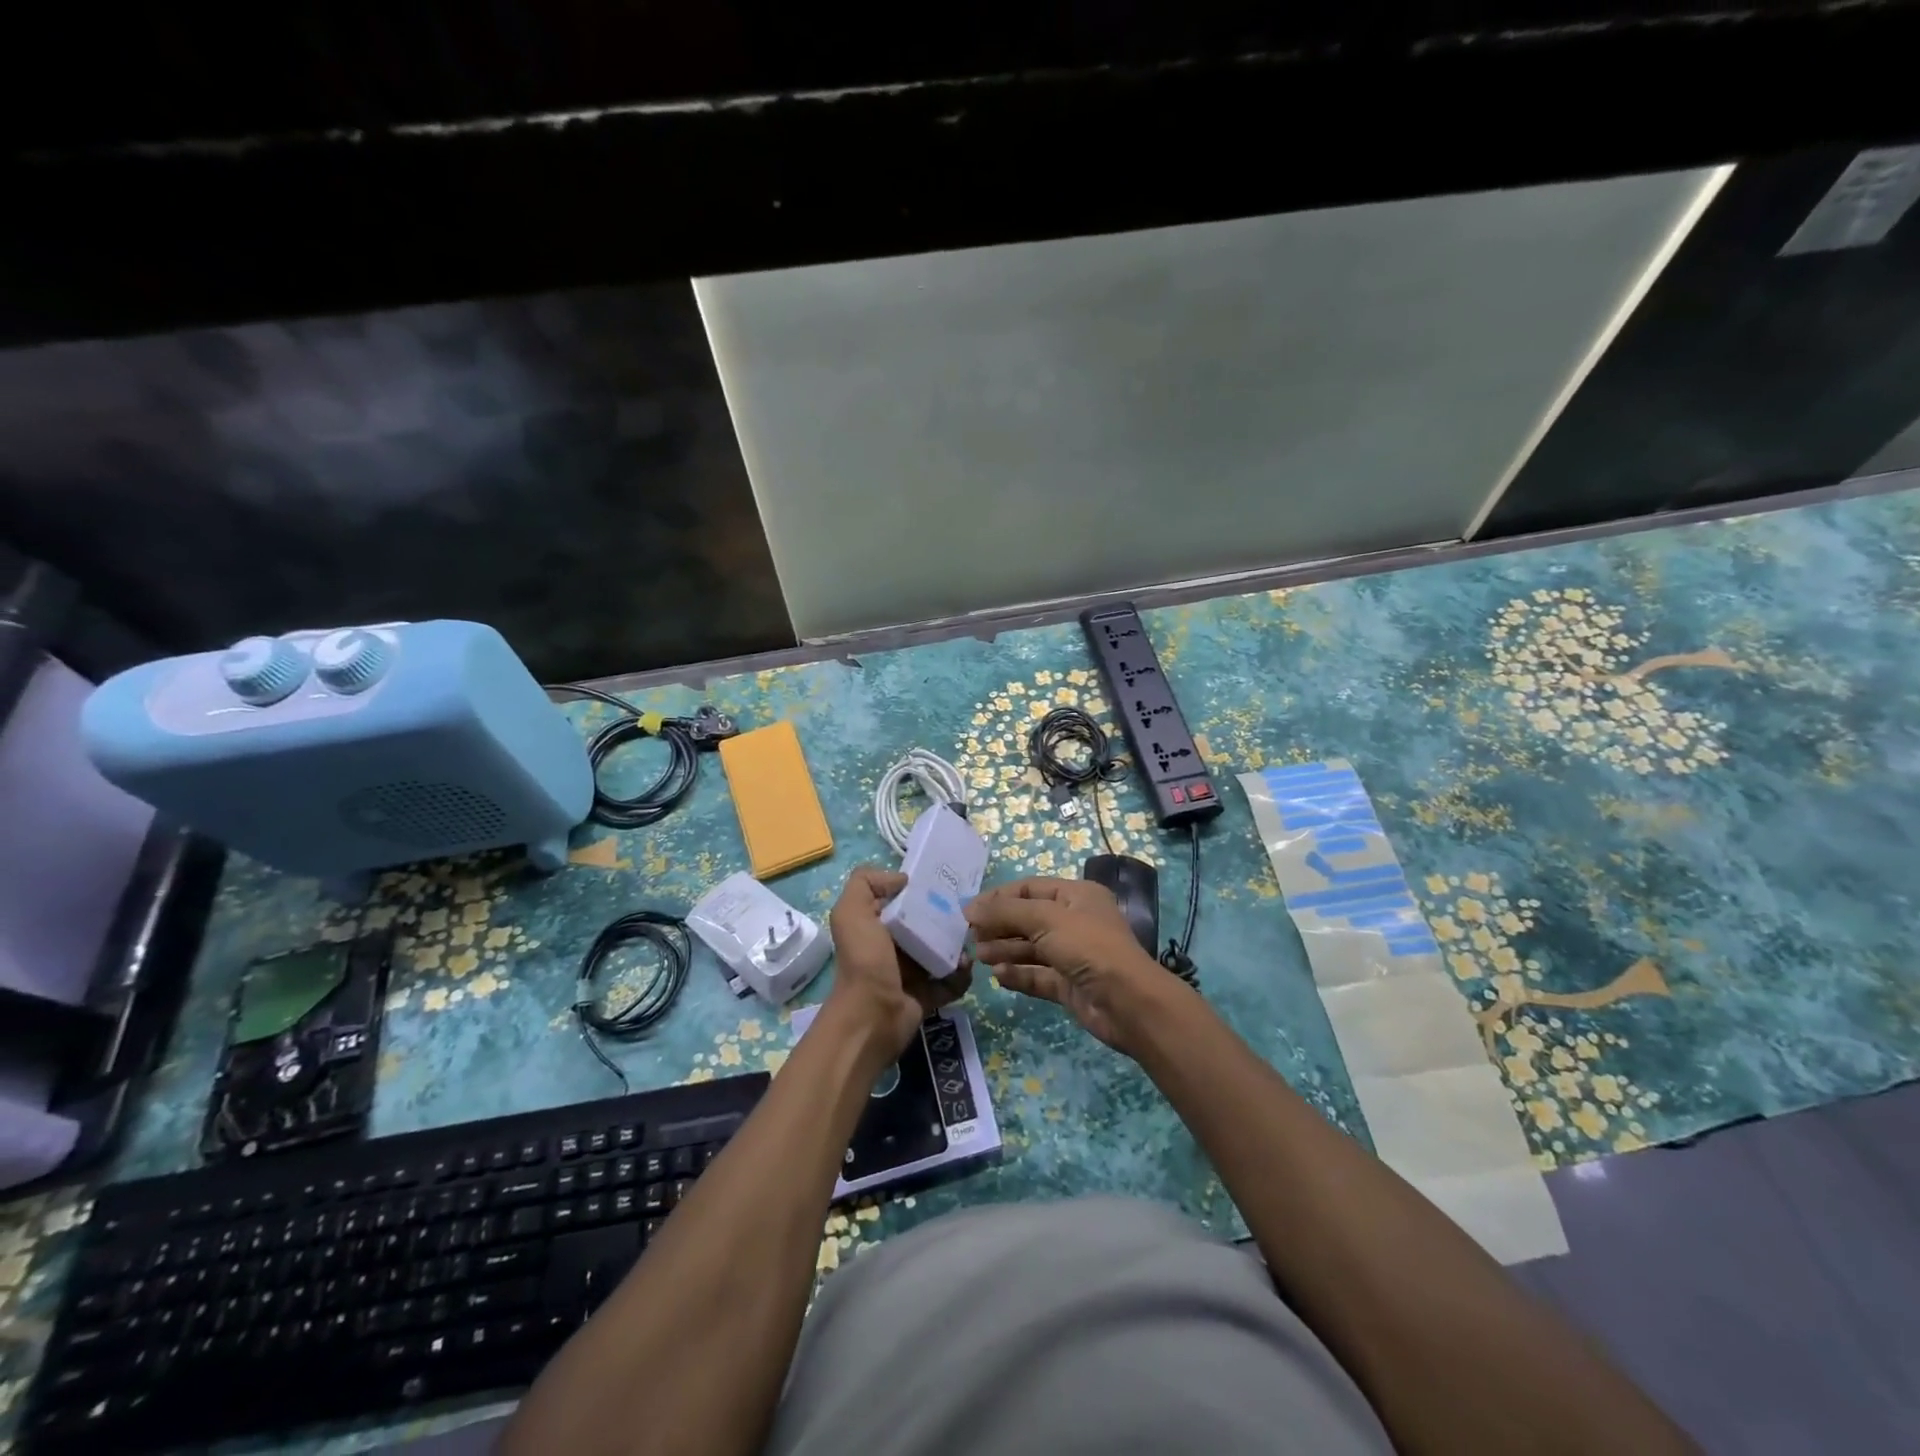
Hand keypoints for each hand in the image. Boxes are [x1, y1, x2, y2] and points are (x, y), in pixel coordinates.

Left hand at [825, 867, 971, 1061]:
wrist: (872, 1017)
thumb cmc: (864, 960)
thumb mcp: (851, 912)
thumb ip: (866, 883)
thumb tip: (902, 879)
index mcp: (877, 925)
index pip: (903, 900)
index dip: (921, 890)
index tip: (944, 883)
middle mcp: (894, 947)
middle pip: (928, 924)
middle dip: (947, 917)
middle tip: (965, 914)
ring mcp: (913, 972)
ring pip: (944, 951)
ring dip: (959, 946)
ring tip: (968, 943)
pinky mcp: (929, 994)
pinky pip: (953, 979)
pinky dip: (962, 975)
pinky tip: (965, 967)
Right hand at [965, 877, 1177, 1055]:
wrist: (1127, 1002)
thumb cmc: (1088, 947)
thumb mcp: (1045, 919)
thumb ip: (1005, 912)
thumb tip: (969, 909)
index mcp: (1077, 895)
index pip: (1030, 888)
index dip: (999, 897)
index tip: (969, 911)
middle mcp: (1075, 921)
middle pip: (1028, 919)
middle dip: (1000, 926)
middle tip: (970, 936)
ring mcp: (1073, 955)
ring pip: (1031, 948)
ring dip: (1004, 950)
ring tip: (979, 956)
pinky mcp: (1069, 985)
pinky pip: (1037, 975)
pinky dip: (1018, 974)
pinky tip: (998, 976)